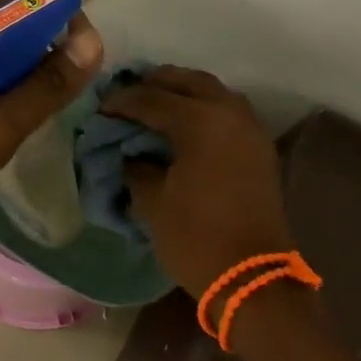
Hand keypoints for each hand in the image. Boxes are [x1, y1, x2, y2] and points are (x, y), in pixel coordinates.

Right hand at [100, 66, 293, 295]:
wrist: (253, 279)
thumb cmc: (196, 238)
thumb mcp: (153, 202)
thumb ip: (137, 166)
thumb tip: (130, 152)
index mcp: (200, 121)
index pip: (151, 99)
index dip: (122, 101)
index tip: (100, 108)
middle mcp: (229, 113)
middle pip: (188, 81)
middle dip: (155, 83)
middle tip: (128, 95)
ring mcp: (250, 129)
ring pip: (213, 92)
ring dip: (183, 92)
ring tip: (155, 104)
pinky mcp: (260, 148)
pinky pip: (228, 112)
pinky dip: (204, 109)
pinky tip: (183, 125)